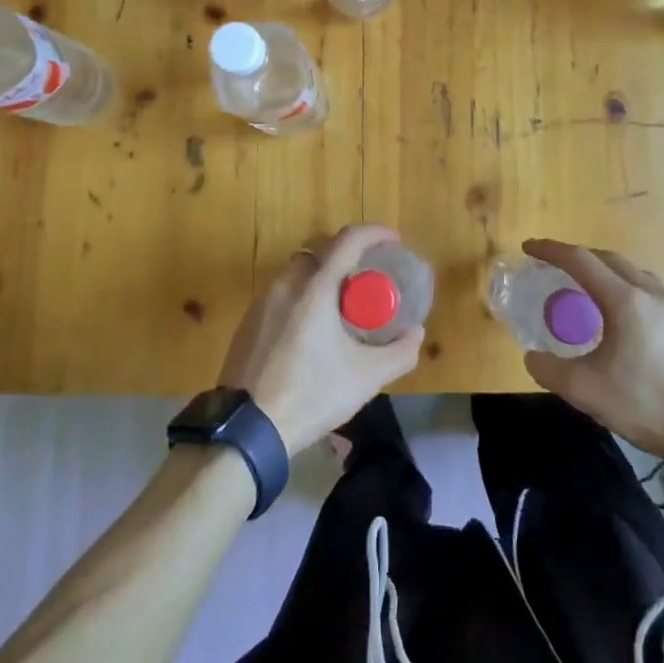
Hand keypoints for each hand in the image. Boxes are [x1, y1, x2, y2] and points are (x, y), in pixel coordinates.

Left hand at [217, 224, 423, 453]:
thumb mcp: (366, 378)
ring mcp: (262, 302)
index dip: (374, 233)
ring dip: (321, 276)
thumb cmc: (311, 395)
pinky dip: (301, 296)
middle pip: (320, 250)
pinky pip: (281, 294)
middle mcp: (286, 284)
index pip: (347, 240)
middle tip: (367, 276)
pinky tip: (310, 330)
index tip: (393, 240)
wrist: (246, 429)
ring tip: (340, 305)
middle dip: (346, 254)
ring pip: (297, 271)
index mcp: (315, 288)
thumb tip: (417, 334)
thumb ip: (399, 354)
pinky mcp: (248, 323)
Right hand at [519, 239, 663, 463]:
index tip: (528, 247)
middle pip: (607, 258)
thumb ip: (549, 370)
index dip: (551, 250)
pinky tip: (620, 312)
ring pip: (631, 270)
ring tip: (585, 285)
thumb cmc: (645, 404)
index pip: (580, 260)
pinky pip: (647, 287)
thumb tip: (533, 357)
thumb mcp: (584, 390)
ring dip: (603, 269)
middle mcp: (650, 293)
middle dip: (576, 256)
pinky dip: (623, 284)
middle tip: (553, 265)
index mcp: (624, 300)